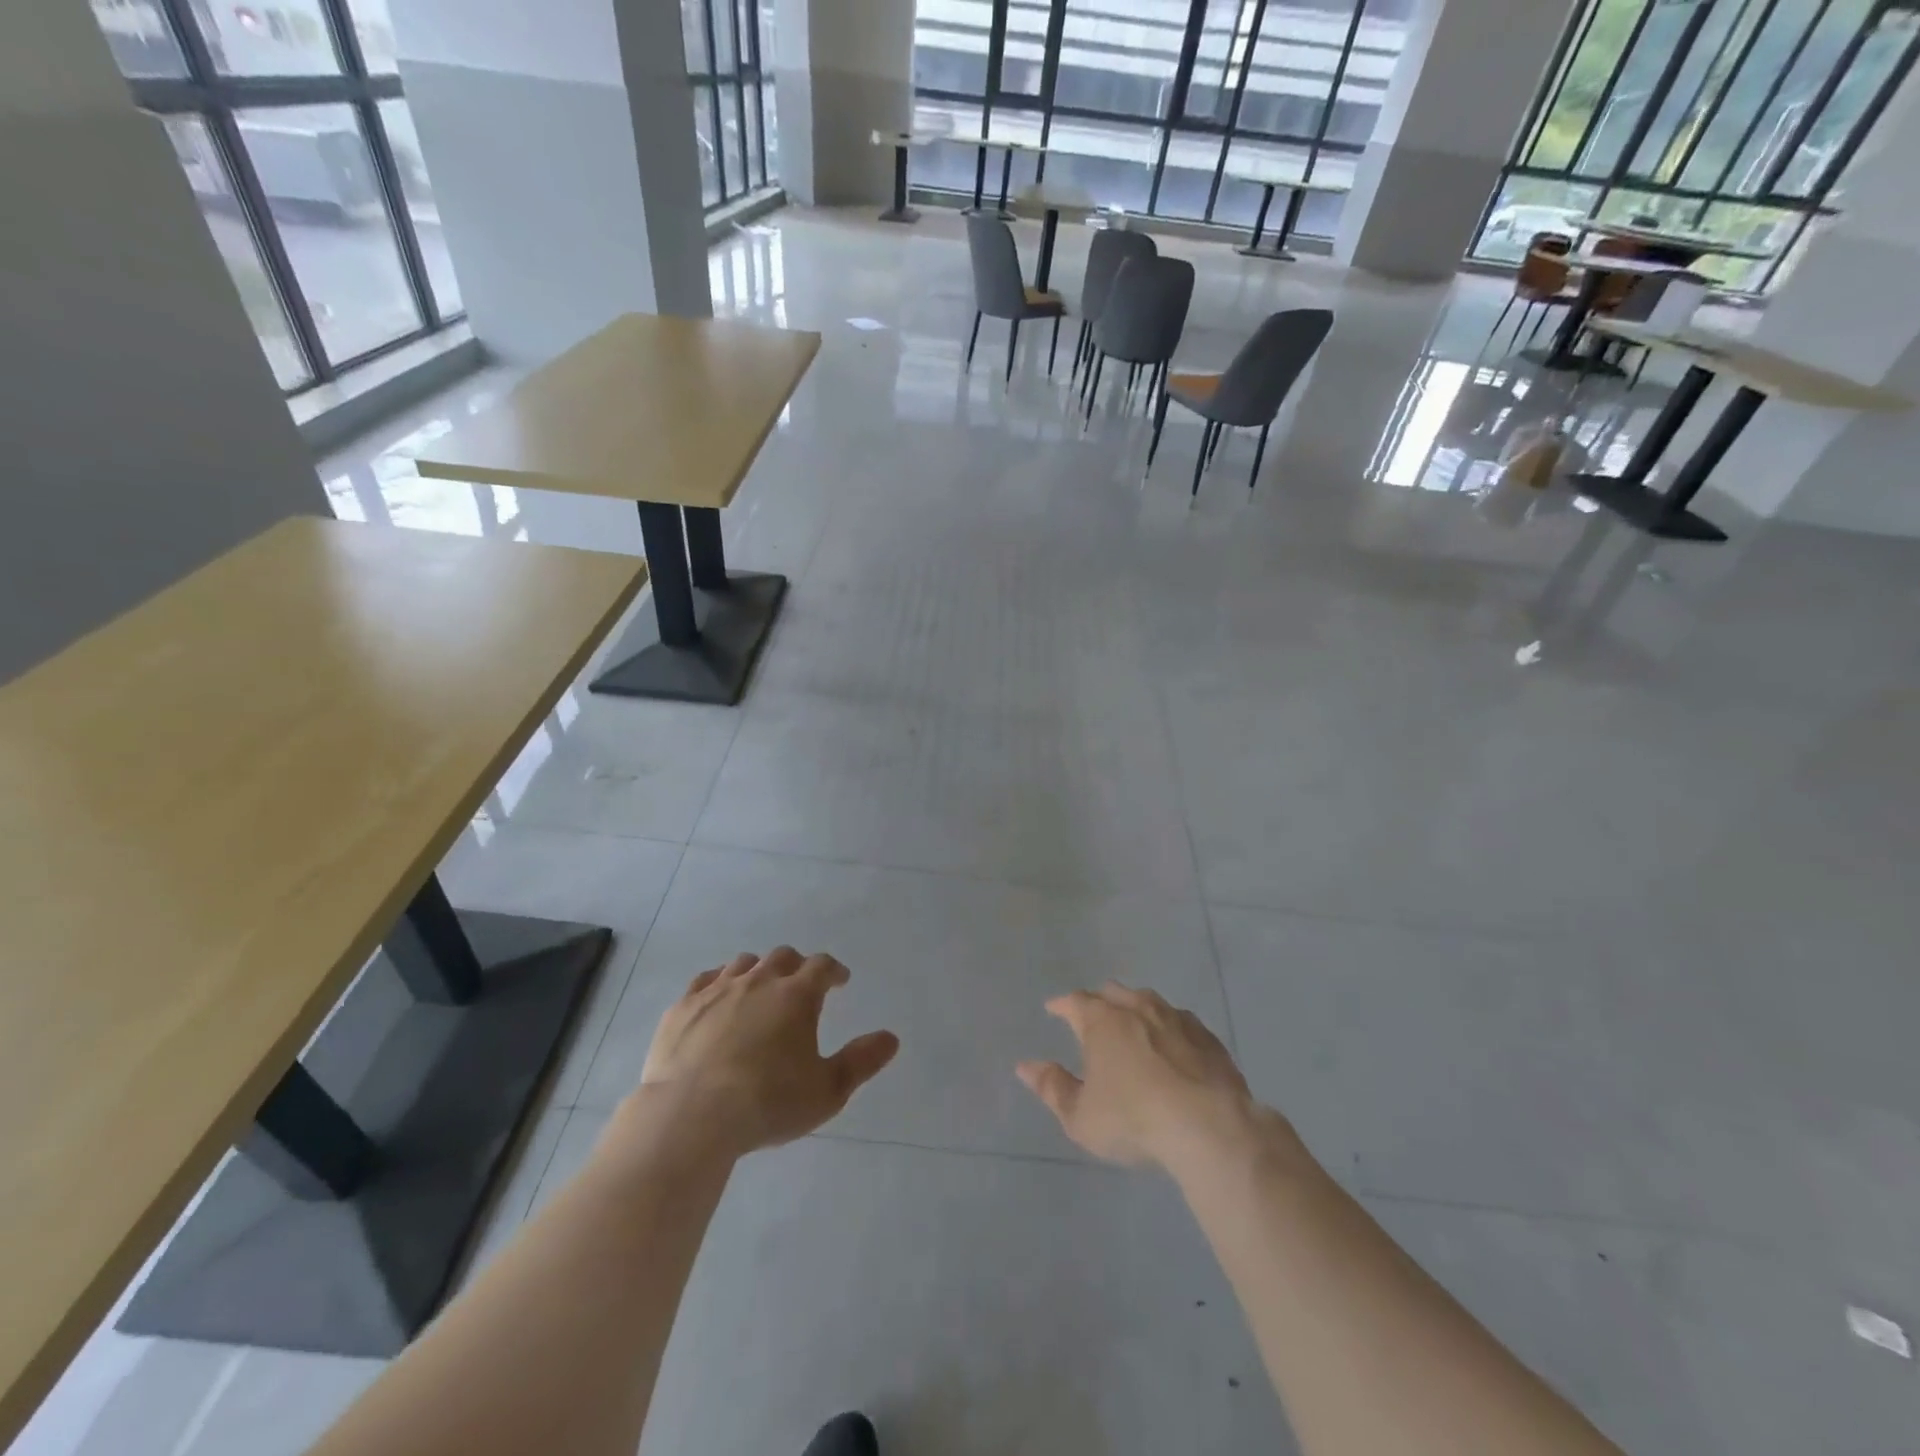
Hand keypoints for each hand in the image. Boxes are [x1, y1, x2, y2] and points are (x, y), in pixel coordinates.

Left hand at [635, 947, 898, 1157]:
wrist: (691, 1116)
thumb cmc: (768, 1103)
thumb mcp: (827, 1090)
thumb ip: (861, 1061)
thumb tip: (891, 1038)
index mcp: (797, 995)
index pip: (822, 966)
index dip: (834, 971)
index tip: (840, 980)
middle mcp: (759, 981)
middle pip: (782, 957)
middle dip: (796, 966)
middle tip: (801, 985)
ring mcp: (717, 990)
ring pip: (744, 964)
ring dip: (758, 970)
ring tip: (760, 989)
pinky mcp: (683, 1007)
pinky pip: (705, 980)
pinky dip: (718, 983)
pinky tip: (718, 999)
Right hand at [1017, 984, 1260, 1172]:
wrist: (1209, 1127)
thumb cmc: (1133, 1119)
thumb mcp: (1081, 1116)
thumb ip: (1052, 1088)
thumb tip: (1025, 1067)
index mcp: (1101, 1021)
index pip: (1075, 1001)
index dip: (1062, 1005)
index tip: (1053, 1009)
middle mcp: (1137, 1007)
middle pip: (1112, 993)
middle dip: (1098, 1000)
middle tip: (1092, 1015)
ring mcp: (1176, 1018)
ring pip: (1148, 1001)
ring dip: (1135, 1009)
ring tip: (1132, 1024)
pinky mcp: (1207, 1037)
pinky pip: (1181, 1022)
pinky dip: (1169, 1028)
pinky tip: (1173, 1044)